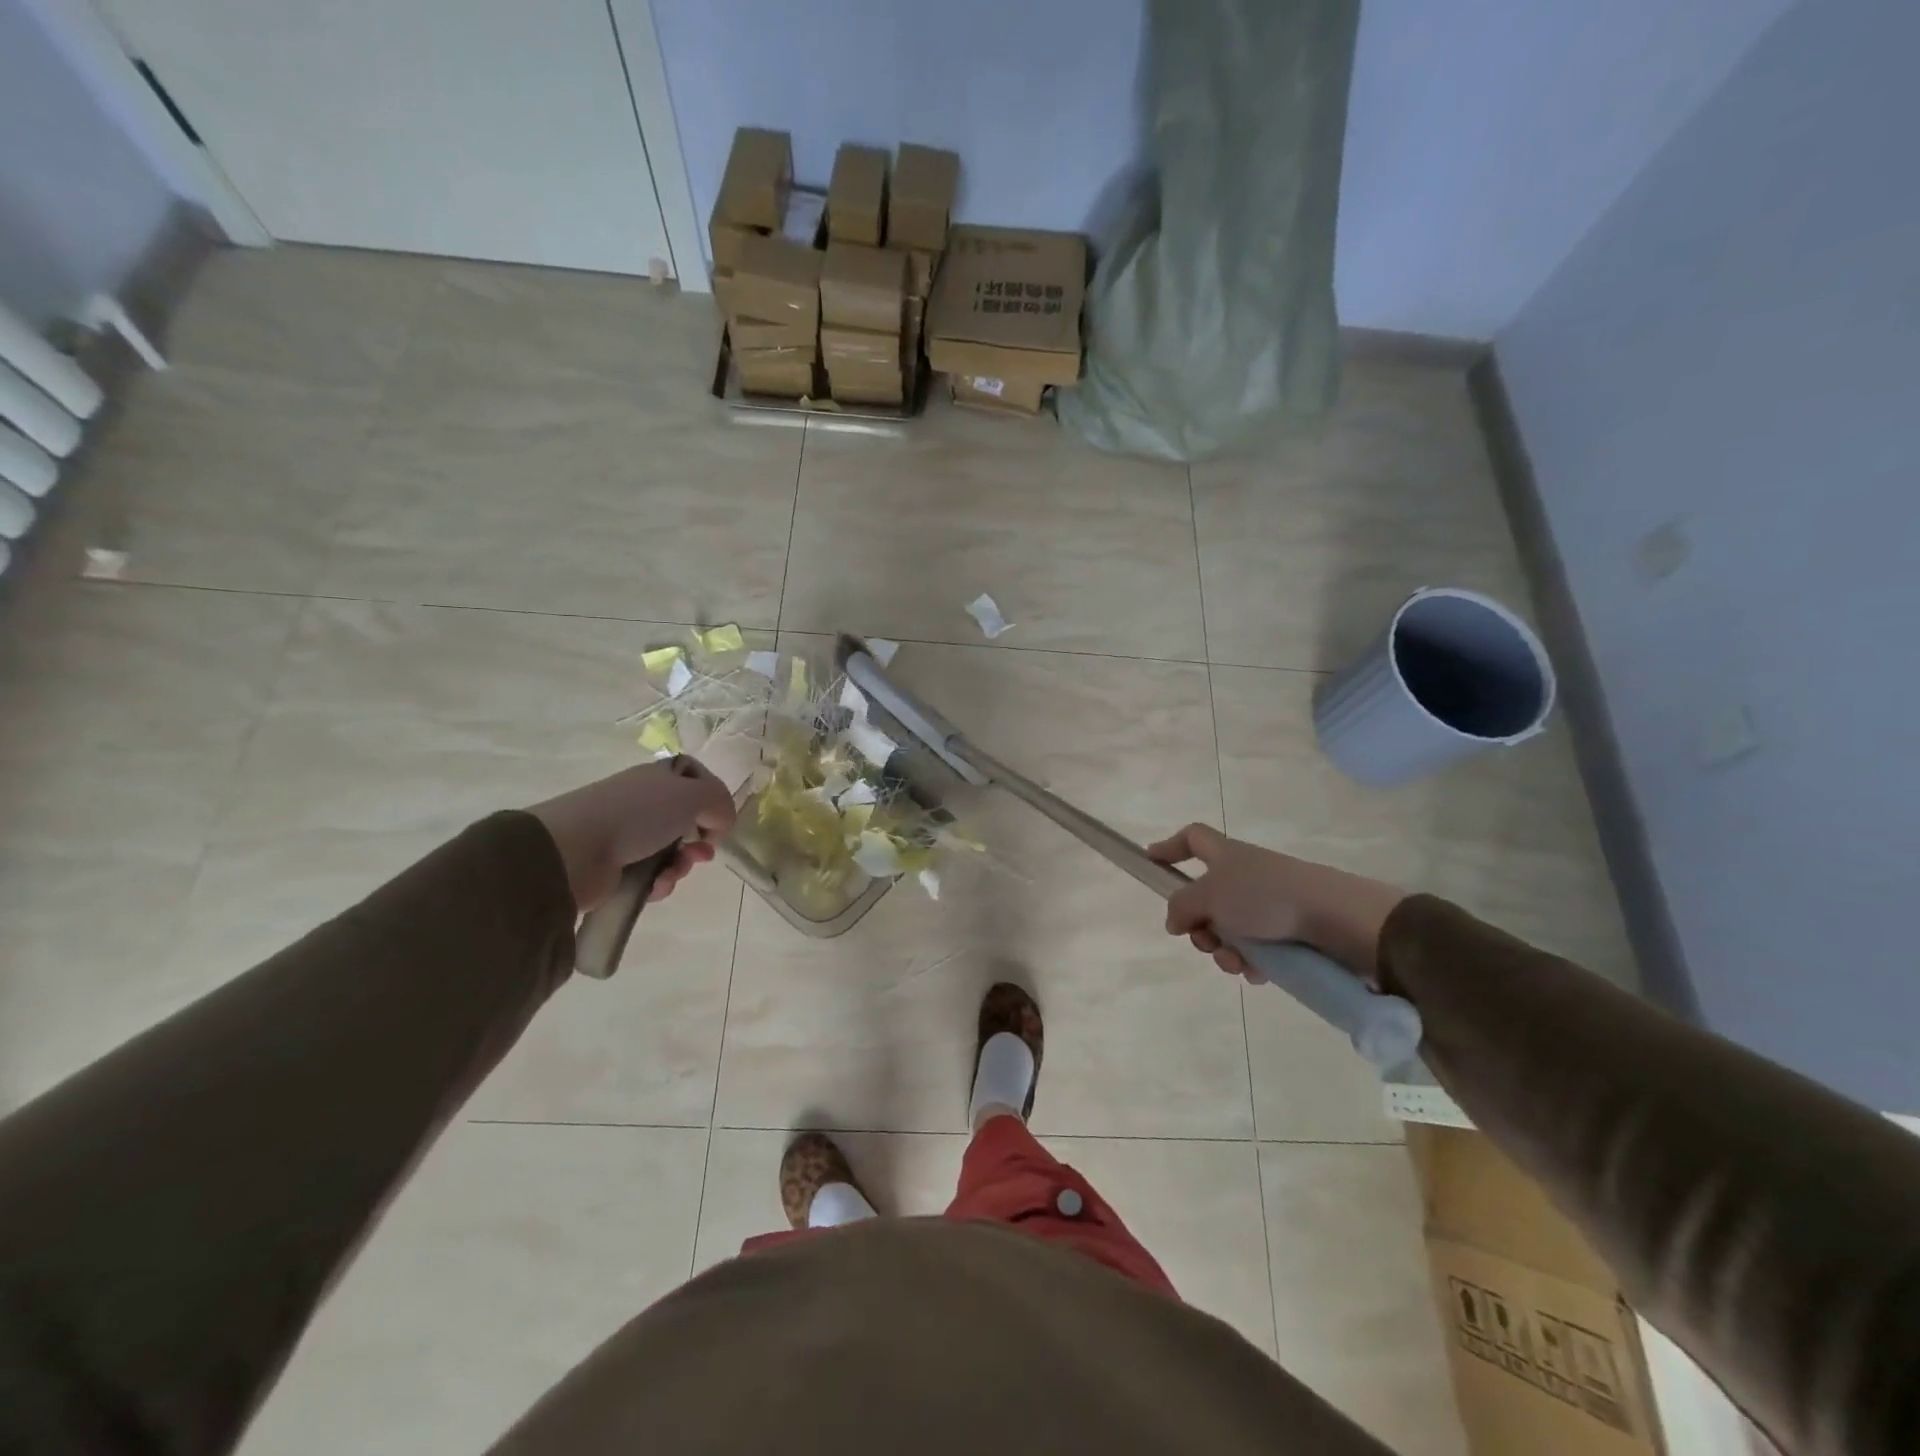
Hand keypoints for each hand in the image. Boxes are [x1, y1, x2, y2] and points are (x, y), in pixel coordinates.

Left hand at [529, 758, 736, 911]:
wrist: (573, 852)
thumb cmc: (637, 815)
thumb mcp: (692, 796)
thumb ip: (720, 802)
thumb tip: (721, 822)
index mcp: (658, 778)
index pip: (694, 778)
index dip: (712, 797)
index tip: (719, 817)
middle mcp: (642, 803)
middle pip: (686, 820)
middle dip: (700, 840)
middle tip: (702, 854)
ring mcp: (626, 836)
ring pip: (671, 852)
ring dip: (680, 866)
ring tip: (672, 873)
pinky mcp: (615, 869)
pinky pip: (651, 876)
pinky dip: (659, 883)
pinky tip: (654, 886)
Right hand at [1144, 824, 1405, 984]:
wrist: (1336, 918)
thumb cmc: (1265, 896)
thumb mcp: (1209, 896)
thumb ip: (1181, 906)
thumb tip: (1175, 921)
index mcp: (1226, 855)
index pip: (1193, 838)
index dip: (1170, 847)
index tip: (1151, 862)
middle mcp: (1246, 875)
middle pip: (1206, 897)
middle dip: (1198, 926)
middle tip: (1204, 941)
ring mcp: (1270, 903)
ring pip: (1229, 929)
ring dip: (1224, 950)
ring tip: (1238, 963)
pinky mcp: (1291, 930)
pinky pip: (1257, 948)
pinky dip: (1252, 962)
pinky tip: (1258, 973)